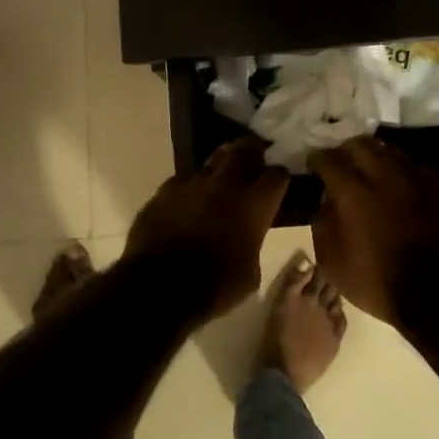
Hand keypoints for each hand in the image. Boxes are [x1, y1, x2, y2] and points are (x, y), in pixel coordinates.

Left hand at [122, 138, 288, 324]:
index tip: (278, 184)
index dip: (279, 178)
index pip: (277, 175)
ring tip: (224, 173)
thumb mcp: (250, 274)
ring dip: (223, 164)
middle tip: (255, 160)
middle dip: (253, 152)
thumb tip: (249, 236)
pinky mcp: (165, 190)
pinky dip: (193, 184)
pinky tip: (192, 196)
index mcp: (253, 205)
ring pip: (213, 159)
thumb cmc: (214, 287)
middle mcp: (225, 184)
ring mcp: (192, 183)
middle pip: (245, 150)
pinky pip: (185, 178)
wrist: (158, 288)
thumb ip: (254, 243)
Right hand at [307, 136, 438, 329]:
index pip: (329, 158)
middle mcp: (386, 175)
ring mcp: (418, 180)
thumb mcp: (333, 263)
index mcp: (354, 191)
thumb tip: (327, 201)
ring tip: (371, 172)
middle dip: (346, 150)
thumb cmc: (379, 284)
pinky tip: (400, 188)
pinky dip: (402, 173)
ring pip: (392, 152)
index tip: (313, 163)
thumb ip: (323, 224)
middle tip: (342, 163)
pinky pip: (416, 170)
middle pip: (361, 144)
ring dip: (376, 158)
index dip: (317, 158)